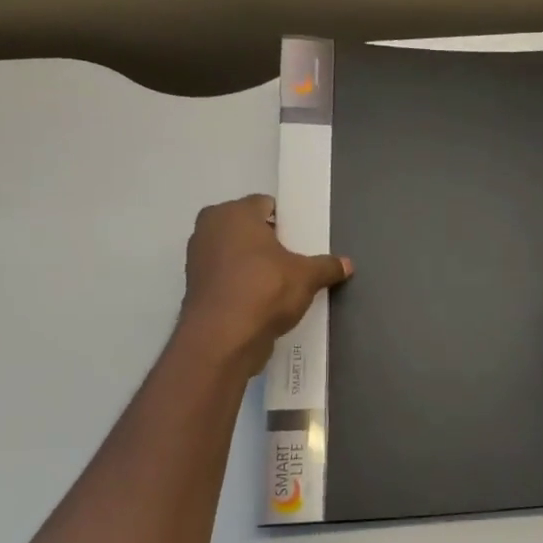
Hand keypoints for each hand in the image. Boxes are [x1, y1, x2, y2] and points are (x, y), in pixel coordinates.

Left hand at [179, 195, 350, 368]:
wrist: (224, 338)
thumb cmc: (265, 290)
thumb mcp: (307, 277)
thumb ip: (327, 266)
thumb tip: (347, 264)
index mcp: (234, 213)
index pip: (264, 204)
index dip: (286, 220)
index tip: (301, 239)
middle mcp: (209, 228)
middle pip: (246, 227)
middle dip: (267, 240)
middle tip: (292, 259)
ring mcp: (197, 257)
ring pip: (233, 252)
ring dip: (252, 262)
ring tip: (278, 281)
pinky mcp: (195, 286)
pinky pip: (225, 275)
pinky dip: (240, 282)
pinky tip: (261, 299)